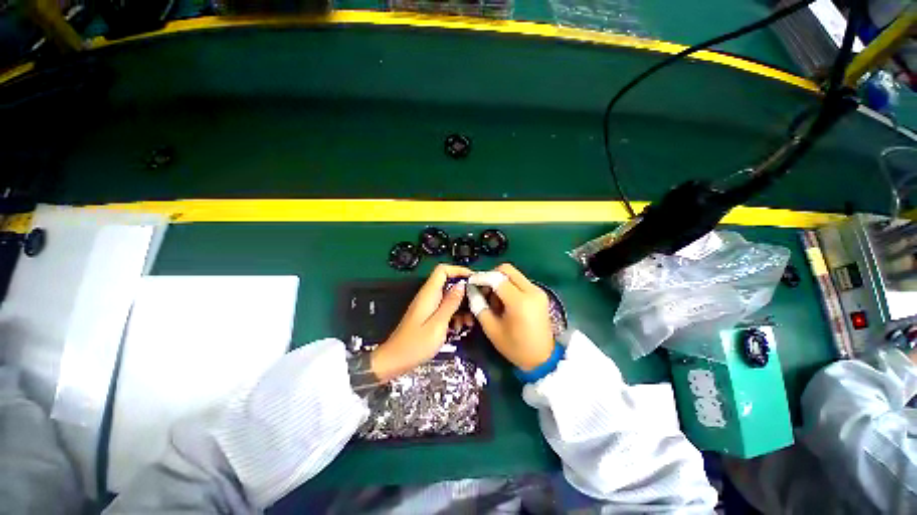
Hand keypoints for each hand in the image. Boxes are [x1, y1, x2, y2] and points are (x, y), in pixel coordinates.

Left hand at [371, 264, 472, 380]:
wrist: (395, 360)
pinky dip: (454, 315)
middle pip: (449, 283)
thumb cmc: (415, 344)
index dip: (459, 270)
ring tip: (468, 322)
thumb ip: (450, 303)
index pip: (443, 270)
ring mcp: (428, 306)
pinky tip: (459, 328)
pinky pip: (445, 308)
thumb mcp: (438, 324)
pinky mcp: (429, 315)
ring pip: (449, 297)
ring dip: (461, 307)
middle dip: (464, 293)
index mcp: (429, 294)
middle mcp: (428, 296)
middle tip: (476, 305)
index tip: (474, 280)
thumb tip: (461, 285)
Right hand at [471, 264, 554, 370]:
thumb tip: (471, 289)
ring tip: (494, 300)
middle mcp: (531, 291)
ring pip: (513, 274)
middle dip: (491, 276)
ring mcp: (538, 291)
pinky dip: (509, 286)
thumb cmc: (515, 347)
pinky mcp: (540, 294)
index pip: (497, 278)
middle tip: (483, 290)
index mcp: (520, 302)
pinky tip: (504, 301)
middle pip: (507, 270)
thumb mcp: (492, 329)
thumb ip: (479, 306)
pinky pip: (520, 281)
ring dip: (500, 281)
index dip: (481, 277)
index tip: (470, 282)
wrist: (542, 359)